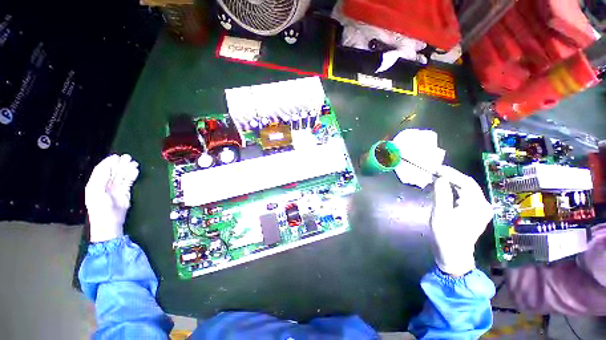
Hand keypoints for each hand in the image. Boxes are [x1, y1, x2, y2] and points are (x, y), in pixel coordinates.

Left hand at [85, 154, 138, 242]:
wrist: (109, 223)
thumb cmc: (100, 208)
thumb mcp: (96, 191)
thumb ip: (101, 177)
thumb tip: (110, 165)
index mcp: (95, 184)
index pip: (102, 170)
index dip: (108, 162)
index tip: (116, 156)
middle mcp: (105, 185)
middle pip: (113, 172)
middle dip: (120, 164)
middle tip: (128, 157)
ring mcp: (115, 189)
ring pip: (122, 176)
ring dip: (127, 169)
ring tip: (134, 163)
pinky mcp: (124, 193)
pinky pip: (128, 182)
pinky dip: (132, 176)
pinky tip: (136, 171)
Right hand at [430, 165, 493, 276]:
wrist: (453, 255)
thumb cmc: (446, 235)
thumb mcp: (440, 214)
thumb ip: (441, 194)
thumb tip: (440, 178)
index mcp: (477, 205)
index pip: (466, 182)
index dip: (451, 173)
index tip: (436, 168)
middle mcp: (483, 205)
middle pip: (468, 185)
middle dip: (451, 177)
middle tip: (434, 172)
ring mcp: (480, 209)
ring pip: (466, 189)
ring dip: (452, 182)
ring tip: (437, 178)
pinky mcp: (475, 212)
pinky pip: (465, 196)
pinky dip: (454, 190)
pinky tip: (444, 189)